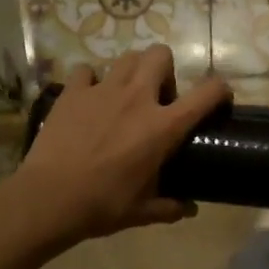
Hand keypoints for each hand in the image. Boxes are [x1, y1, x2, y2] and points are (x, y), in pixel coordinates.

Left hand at [15, 46, 230, 247]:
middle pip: (161, 55)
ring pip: (127, 57)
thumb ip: (170, 207)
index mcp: (163, 126)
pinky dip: (90, 80)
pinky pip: (85, 71)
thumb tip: (190, 209)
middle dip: (165, 70)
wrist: (49, 199)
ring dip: (132, 71)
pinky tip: (88, 99)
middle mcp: (137, 98)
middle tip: (158, 98)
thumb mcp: (143, 212)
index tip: (220, 97)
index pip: (206, 93)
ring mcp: (103, 90)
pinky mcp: (73, 92)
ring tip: (124, 95)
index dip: (219, 89)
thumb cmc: (103, 205)